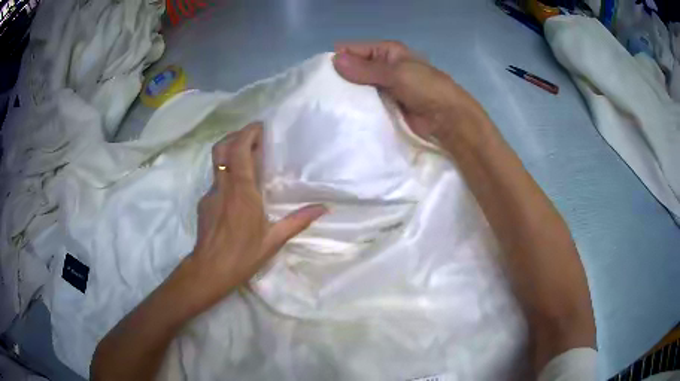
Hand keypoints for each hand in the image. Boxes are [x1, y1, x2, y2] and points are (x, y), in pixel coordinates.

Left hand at [185, 122, 325, 304]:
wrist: (210, 270)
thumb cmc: (243, 255)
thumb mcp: (274, 240)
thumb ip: (298, 220)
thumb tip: (324, 208)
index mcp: (242, 191)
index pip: (239, 150)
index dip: (248, 133)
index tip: (261, 127)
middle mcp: (223, 186)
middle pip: (222, 147)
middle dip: (236, 135)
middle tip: (253, 137)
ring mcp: (210, 194)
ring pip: (216, 162)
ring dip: (230, 151)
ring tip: (247, 157)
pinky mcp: (204, 203)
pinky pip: (215, 180)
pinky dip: (226, 174)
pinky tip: (236, 190)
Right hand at [333, 41, 489, 144]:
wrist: (447, 119)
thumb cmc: (426, 88)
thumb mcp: (396, 73)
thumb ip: (366, 68)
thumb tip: (334, 60)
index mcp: (387, 52)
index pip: (354, 49)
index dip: (338, 59)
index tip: (320, 75)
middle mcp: (383, 66)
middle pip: (354, 68)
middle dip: (340, 78)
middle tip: (321, 94)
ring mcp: (383, 87)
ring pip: (358, 87)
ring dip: (347, 95)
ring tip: (327, 105)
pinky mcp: (384, 106)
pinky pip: (366, 103)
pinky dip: (356, 107)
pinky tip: (342, 114)